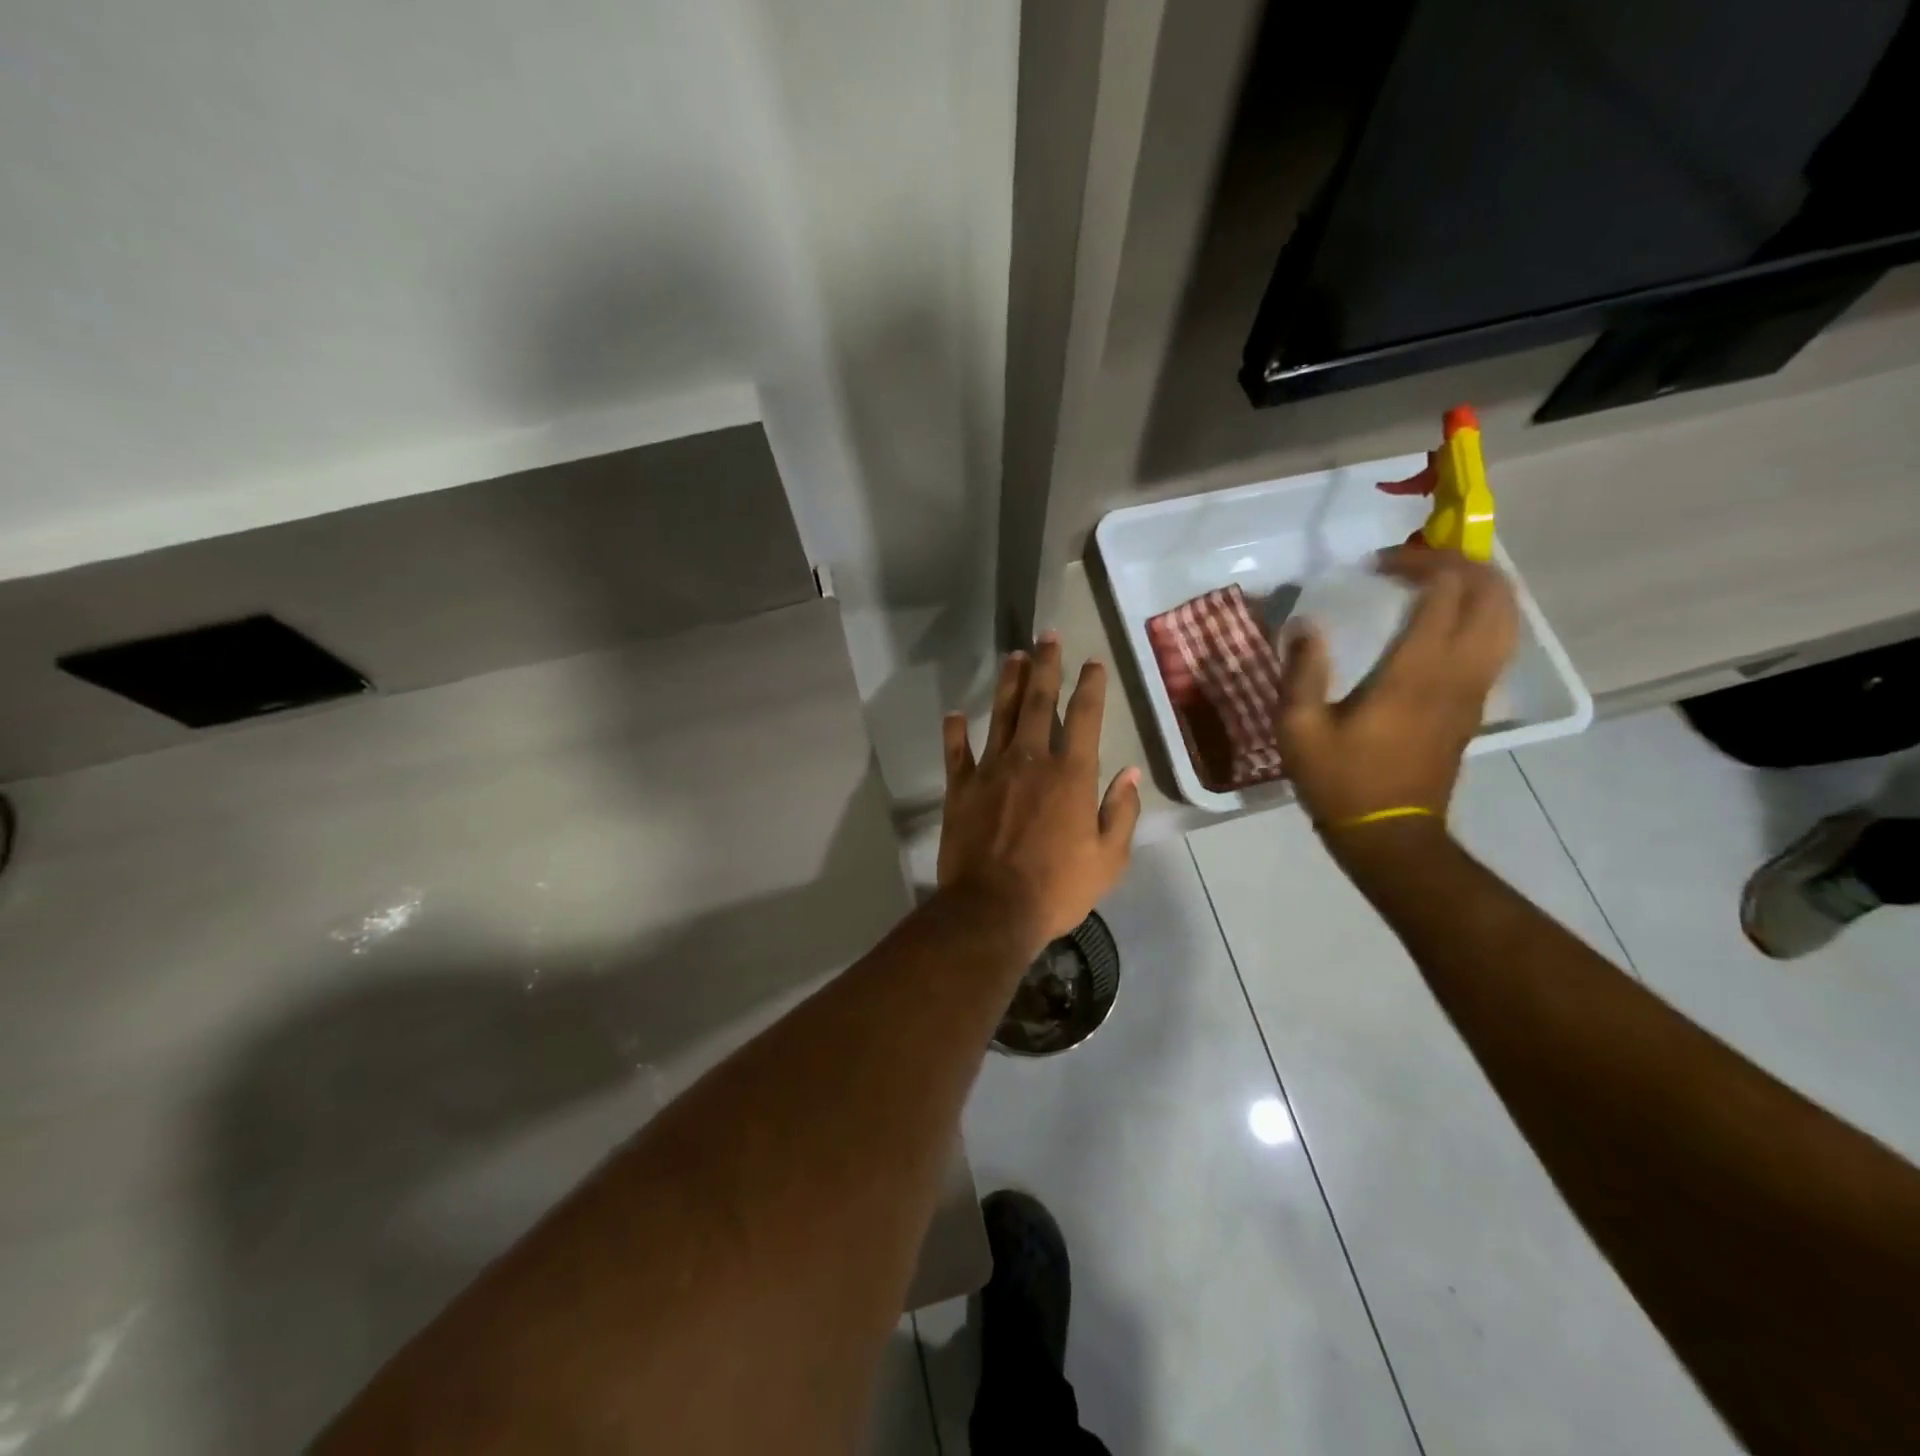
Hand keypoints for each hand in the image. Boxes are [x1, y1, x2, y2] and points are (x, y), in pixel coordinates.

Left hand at [937, 635, 1142, 954]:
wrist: (992, 909)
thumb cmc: (1057, 888)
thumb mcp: (1108, 859)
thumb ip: (1120, 812)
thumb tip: (1130, 774)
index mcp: (1070, 775)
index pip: (1084, 717)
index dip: (1090, 686)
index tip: (1092, 662)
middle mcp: (1030, 760)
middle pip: (1037, 701)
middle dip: (1045, 666)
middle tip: (1046, 636)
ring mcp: (991, 770)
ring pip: (999, 715)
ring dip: (1007, 683)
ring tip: (1013, 656)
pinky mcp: (960, 788)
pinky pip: (957, 752)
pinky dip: (955, 732)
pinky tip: (955, 714)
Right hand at [1274, 547, 1517, 828]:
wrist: (1389, 834)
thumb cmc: (1340, 780)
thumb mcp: (1298, 728)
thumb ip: (1301, 671)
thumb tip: (1305, 624)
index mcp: (1415, 672)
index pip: (1445, 591)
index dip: (1418, 562)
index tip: (1377, 564)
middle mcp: (1458, 672)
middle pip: (1492, 594)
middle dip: (1459, 564)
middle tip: (1412, 562)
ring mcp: (1475, 690)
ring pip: (1506, 617)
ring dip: (1477, 587)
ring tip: (1433, 582)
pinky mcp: (1475, 705)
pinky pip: (1497, 643)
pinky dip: (1480, 615)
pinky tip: (1442, 621)